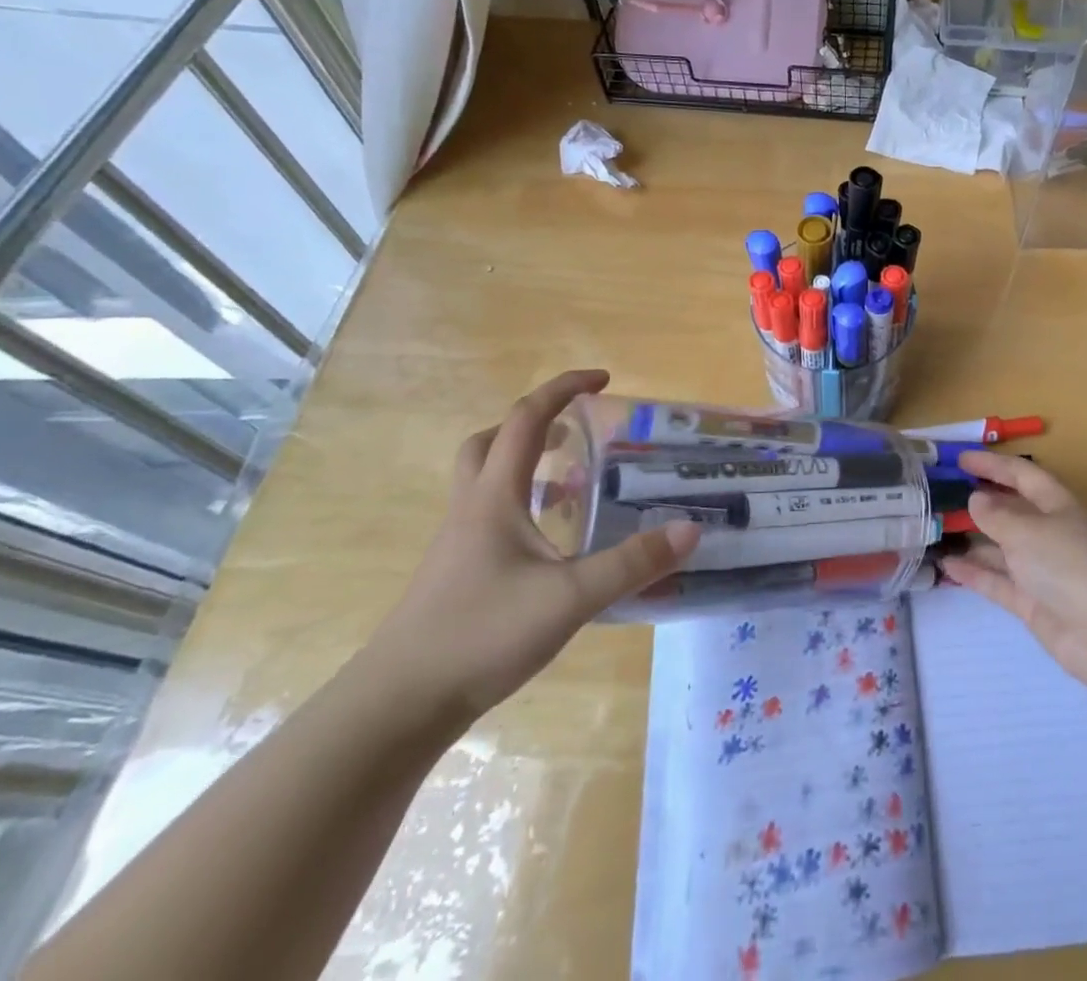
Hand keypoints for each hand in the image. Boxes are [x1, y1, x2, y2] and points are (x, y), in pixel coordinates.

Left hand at [364, 370, 698, 721]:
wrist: (396, 708)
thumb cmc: (479, 635)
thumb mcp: (568, 599)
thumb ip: (631, 564)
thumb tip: (690, 529)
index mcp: (494, 496)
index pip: (526, 419)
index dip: (563, 389)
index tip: (604, 379)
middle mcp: (472, 509)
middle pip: (490, 442)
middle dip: (534, 423)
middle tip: (576, 430)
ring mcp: (459, 544)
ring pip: (486, 481)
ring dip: (526, 465)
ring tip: (573, 483)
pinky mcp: (456, 575)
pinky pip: (490, 518)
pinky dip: (522, 508)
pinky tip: (552, 544)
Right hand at [940, 450, 1086, 691]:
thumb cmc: (1069, 563)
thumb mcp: (1027, 530)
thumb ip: (997, 515)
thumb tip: (976, 499)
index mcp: (1058, 505)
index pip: (1023, 475)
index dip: (993, 464)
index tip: (960, 460)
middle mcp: (1050, 533)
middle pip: (1012, 511)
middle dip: (980, 502)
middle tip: (941, 496)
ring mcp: (1042, 570)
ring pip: (1002, 548)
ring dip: (973, 539)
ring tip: (936, 531)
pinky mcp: (1033, 603)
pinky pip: (998, 581)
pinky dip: (975, 573)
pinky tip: (947, 565)